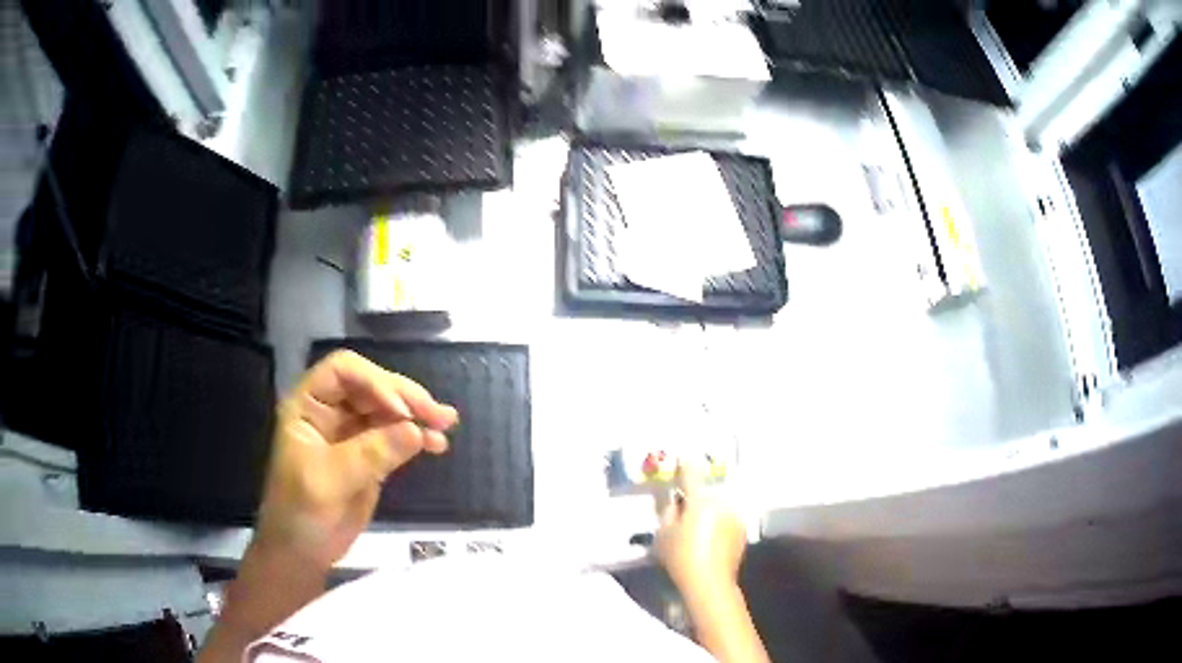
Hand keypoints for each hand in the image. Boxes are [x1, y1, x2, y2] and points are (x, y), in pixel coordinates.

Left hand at [256, 350, 458, 569]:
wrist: (302, 552)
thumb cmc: (300, 512)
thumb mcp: (329, 481)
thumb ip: (370, 454)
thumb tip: (416, 430)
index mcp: (308, 405)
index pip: (343, 371)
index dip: (374, 382)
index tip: (401, 411)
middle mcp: (329, 411)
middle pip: (372, 386)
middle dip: (405, 396)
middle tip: (439, 415)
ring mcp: (350, 433)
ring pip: (388, 410)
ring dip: (417, 413)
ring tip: (446, 424)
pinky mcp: (369, 456)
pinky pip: (396, 436)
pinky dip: (417, 436)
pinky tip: (437, 444)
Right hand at [655, 463, 746, 598]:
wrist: (710, 582)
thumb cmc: (681, 558)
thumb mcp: (663, 534)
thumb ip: (669, 511)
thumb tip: (677, 502)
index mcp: (700, 501)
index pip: (691, 474)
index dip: (684, 466)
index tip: (681, 460)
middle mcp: (722, 503)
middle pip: (705, 493)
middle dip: (696, 498)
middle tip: (684, 510)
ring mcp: (735, 516)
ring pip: (717, 506)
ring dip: (709, 510)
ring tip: (697, 528)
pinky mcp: (742, 529)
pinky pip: (726, 518)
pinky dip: (719, 522)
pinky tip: (710, 538)